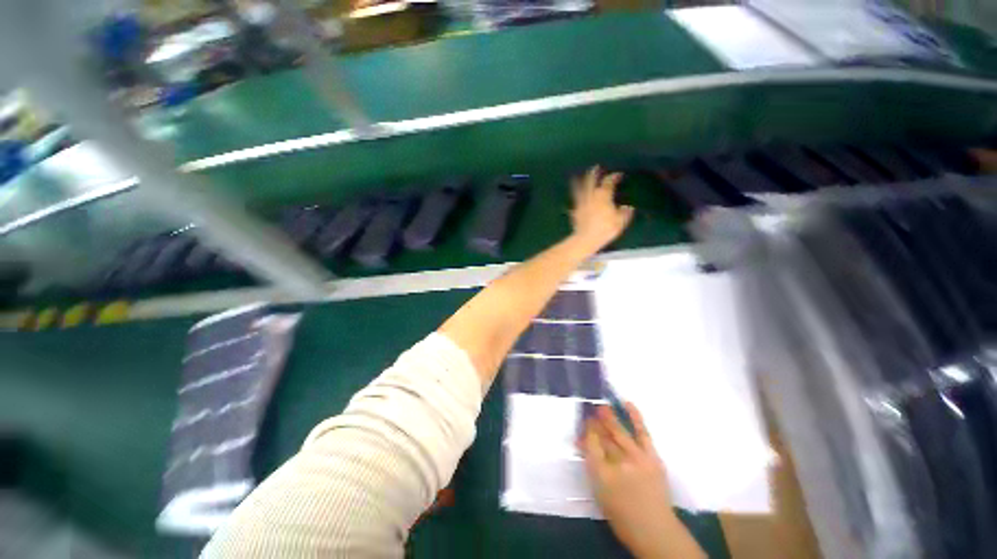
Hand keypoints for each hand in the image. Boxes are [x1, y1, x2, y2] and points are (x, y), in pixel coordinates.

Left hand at [570, 166, 634, 253]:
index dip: (613, 177)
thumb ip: (624, 213)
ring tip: (576, 178)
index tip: (618, 175)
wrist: (586, 238)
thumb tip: (628, 207)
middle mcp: (591, 196)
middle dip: (593, 173)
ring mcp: (581, 203)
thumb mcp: (620, 222)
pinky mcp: (575, 212)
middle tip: (595, 167)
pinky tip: (574, 199)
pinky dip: (575, 198)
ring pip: (579, 190)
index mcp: (603, 196)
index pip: (608, 182)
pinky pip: (575, 202)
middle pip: (591, 181)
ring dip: (579, 182)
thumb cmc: (605, 229)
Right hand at [581, 403, 704, 558]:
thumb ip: (592, 465)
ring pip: (619, 431)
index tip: (583, 420)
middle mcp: (618, 463)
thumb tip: (583, 443)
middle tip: (589, 408)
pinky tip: (628, 404)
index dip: (586, 430)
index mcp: (602, 475)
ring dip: (609, 416)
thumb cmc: (622, 515)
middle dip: (595, 421)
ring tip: (602, 405)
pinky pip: (642, 432)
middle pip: (603, 436)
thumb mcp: (599, 493)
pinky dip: (635, 417)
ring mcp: (637, 458)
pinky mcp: (652, 457)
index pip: (591, 444)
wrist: (656, 530)